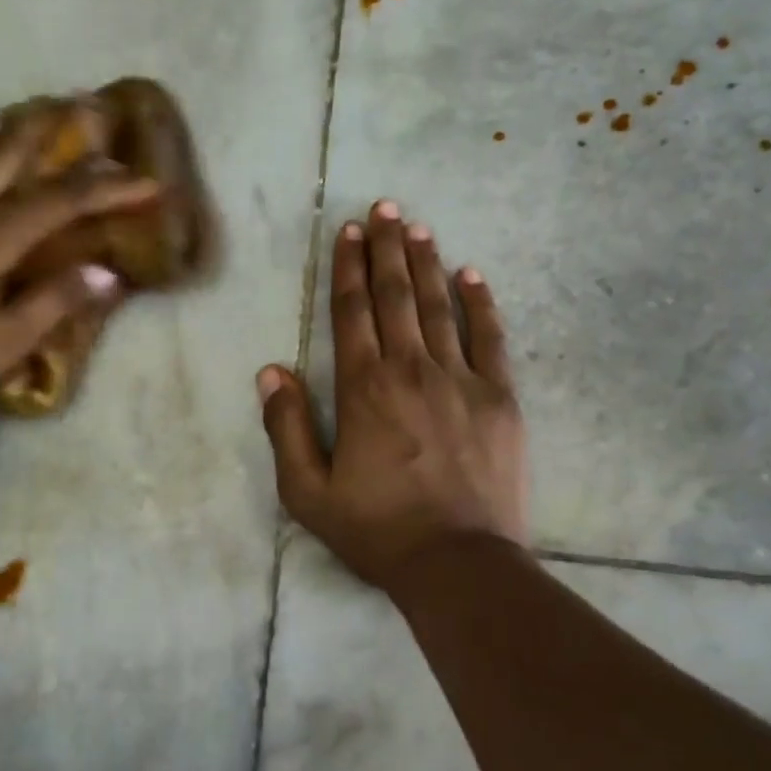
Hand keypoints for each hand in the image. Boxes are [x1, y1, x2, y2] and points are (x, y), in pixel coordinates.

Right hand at [258, 200, 527, 589]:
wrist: (457, 563)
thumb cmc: (377, 530)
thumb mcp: (307, 491)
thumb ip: (287, 427)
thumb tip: (271, 370)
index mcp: (363, 389)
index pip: (352, 313)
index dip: (349, 269)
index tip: (349, 232)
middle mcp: (410, 370)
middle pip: (395, 297)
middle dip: (386, 249)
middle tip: (384, 208)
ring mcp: (460, 380)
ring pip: (439, 307)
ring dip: (426, 264)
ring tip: (417, 227)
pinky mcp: (499, 398)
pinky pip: (490, 338)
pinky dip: (480, 304)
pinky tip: (472, 275)